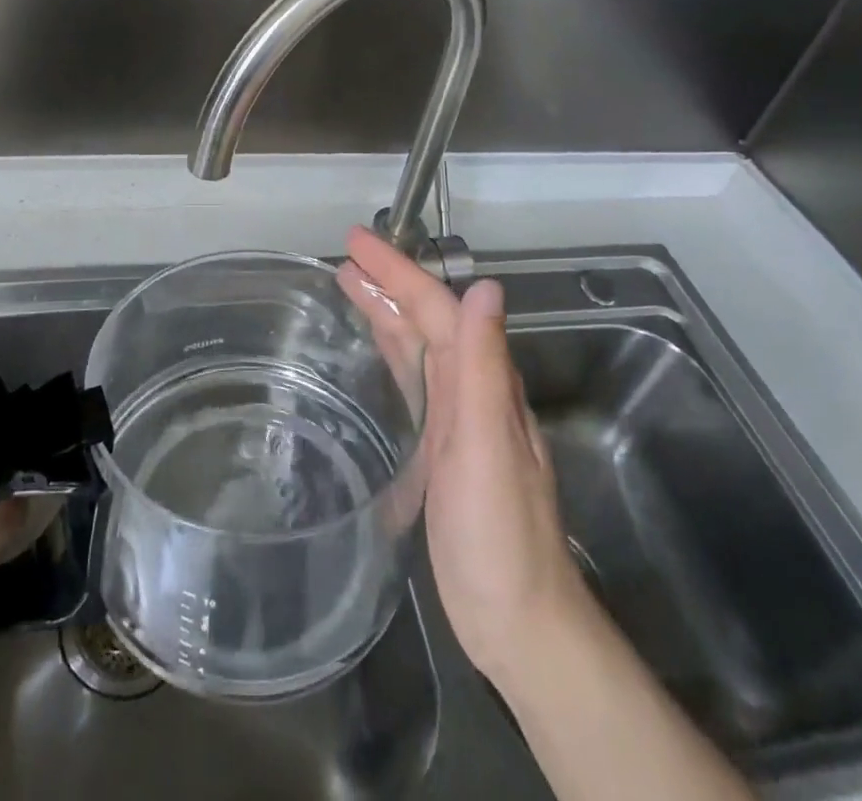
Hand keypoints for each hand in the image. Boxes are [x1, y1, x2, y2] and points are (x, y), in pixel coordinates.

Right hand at [337, 227, 591, 687]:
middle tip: (345, 254)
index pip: (437, 307)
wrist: (516, 618)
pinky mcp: (441, 445)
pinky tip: (376, 349)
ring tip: (348, 284)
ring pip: (419, 344)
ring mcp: (457, 417)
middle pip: (426, 318)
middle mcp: (472, 388)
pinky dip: (393, 352)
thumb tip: (486, 287)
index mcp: (483, 380)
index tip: (356, 242)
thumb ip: (485, 365)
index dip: (398, 270)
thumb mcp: (487, 443)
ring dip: (387, 310)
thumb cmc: (498, 532)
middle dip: (388, 281)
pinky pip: (414, 379)